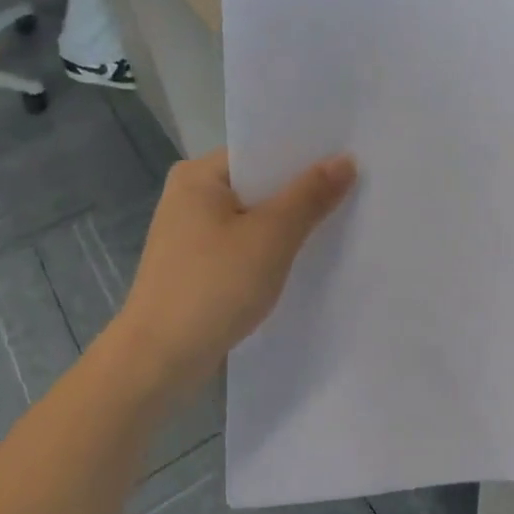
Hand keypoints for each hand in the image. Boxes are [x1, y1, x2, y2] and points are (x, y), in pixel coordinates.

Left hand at [117, 150, 357, 387]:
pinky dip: (270, 250)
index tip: (349, 160)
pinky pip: (243, 245)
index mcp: (198, 176)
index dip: (305, 156)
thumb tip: (345, 160)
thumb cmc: (213, 288)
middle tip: (354, 191)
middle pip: (258, 184)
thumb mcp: (271, 237)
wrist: (158, 362)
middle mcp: (190, 196)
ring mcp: (191, 234)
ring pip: (253, 217)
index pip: (261, 152)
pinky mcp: (197, 266)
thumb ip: (309, 196)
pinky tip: (302, 259)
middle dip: (301, 192)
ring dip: (288, 225)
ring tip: (337, 224)